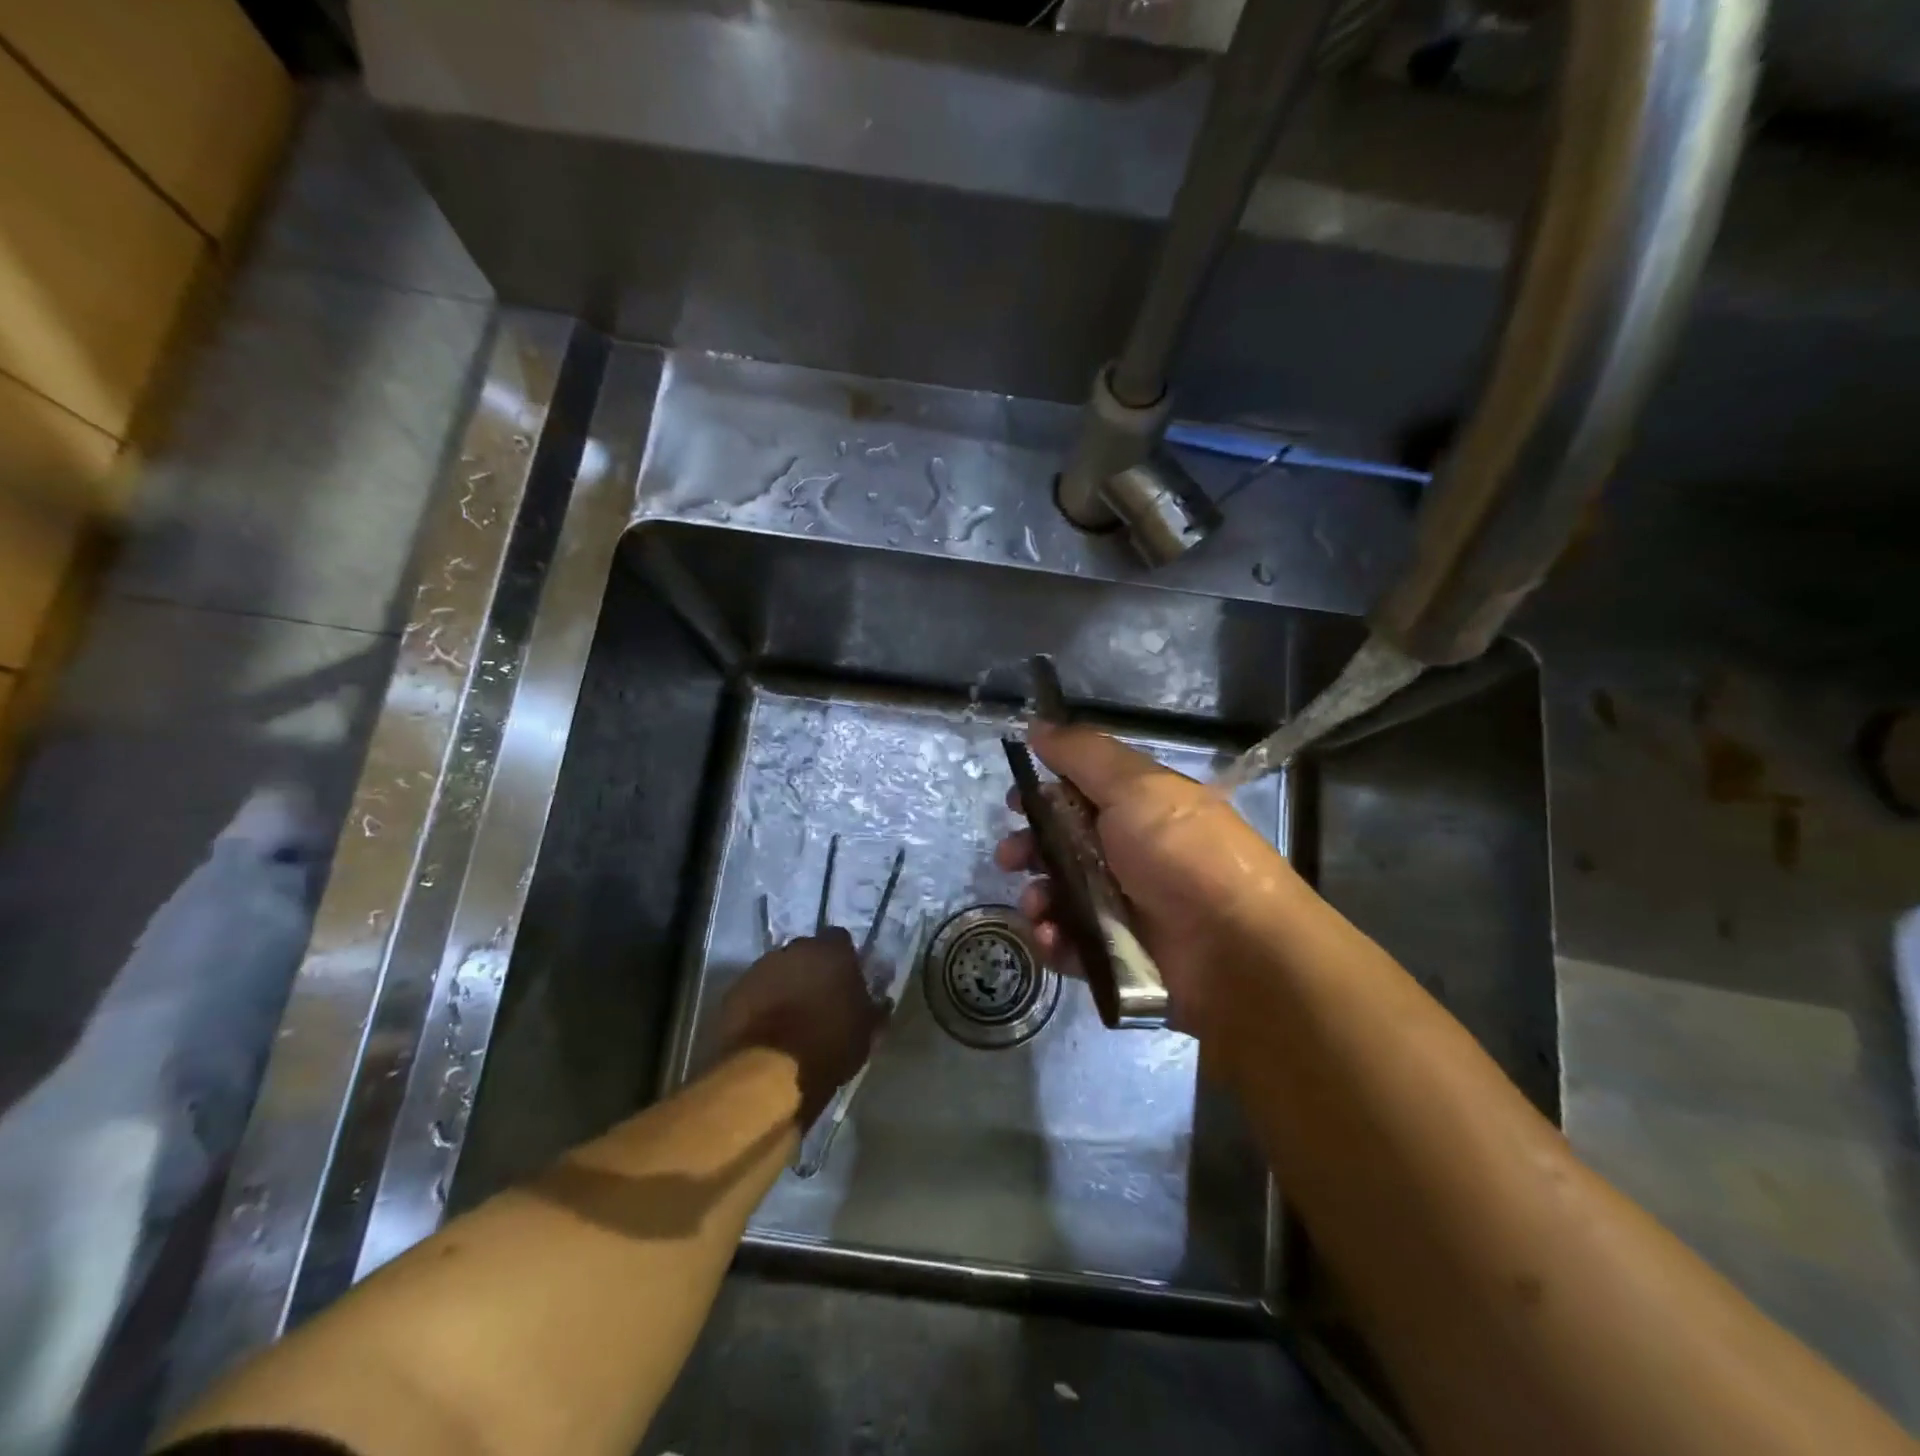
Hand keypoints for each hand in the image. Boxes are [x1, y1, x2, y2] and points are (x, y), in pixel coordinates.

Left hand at [713, 929, 883, 1124]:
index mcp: (831, 951)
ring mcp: (760, 968)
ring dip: (784, 985)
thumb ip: (874, 1008)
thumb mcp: (867, 1032)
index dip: (843, 960)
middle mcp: (795, 949)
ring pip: (778, 970)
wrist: (770, 1072)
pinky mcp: (734, 990)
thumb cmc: (828, 1046)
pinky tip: (766, 1027)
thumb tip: (881, 1001)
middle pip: (806, 952)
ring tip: (789, 1016)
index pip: (840, 939)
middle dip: (811, 969)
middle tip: (818, 998)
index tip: (845, 982)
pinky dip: (761, 1002)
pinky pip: (754, 991)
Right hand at [995, 723, 1307, 1038]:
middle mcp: (1128, 854)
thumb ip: (1083, 754)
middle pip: (1060, 846)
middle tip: (1011, 858)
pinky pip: (1069, 944)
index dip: (1042, 794)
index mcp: (1137, 809)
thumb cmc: (1181, 853)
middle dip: (1027, 848)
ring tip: (1039, 907)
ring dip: (1036, 897)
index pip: (1078, 793)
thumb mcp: (1135, 786)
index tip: (1015, 801)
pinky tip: (1053, 937)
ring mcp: (1122, 908)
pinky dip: (1054, 941)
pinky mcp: (1117, 956)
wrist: (1236, 948)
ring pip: (1058, 896)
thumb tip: (1038, 726)